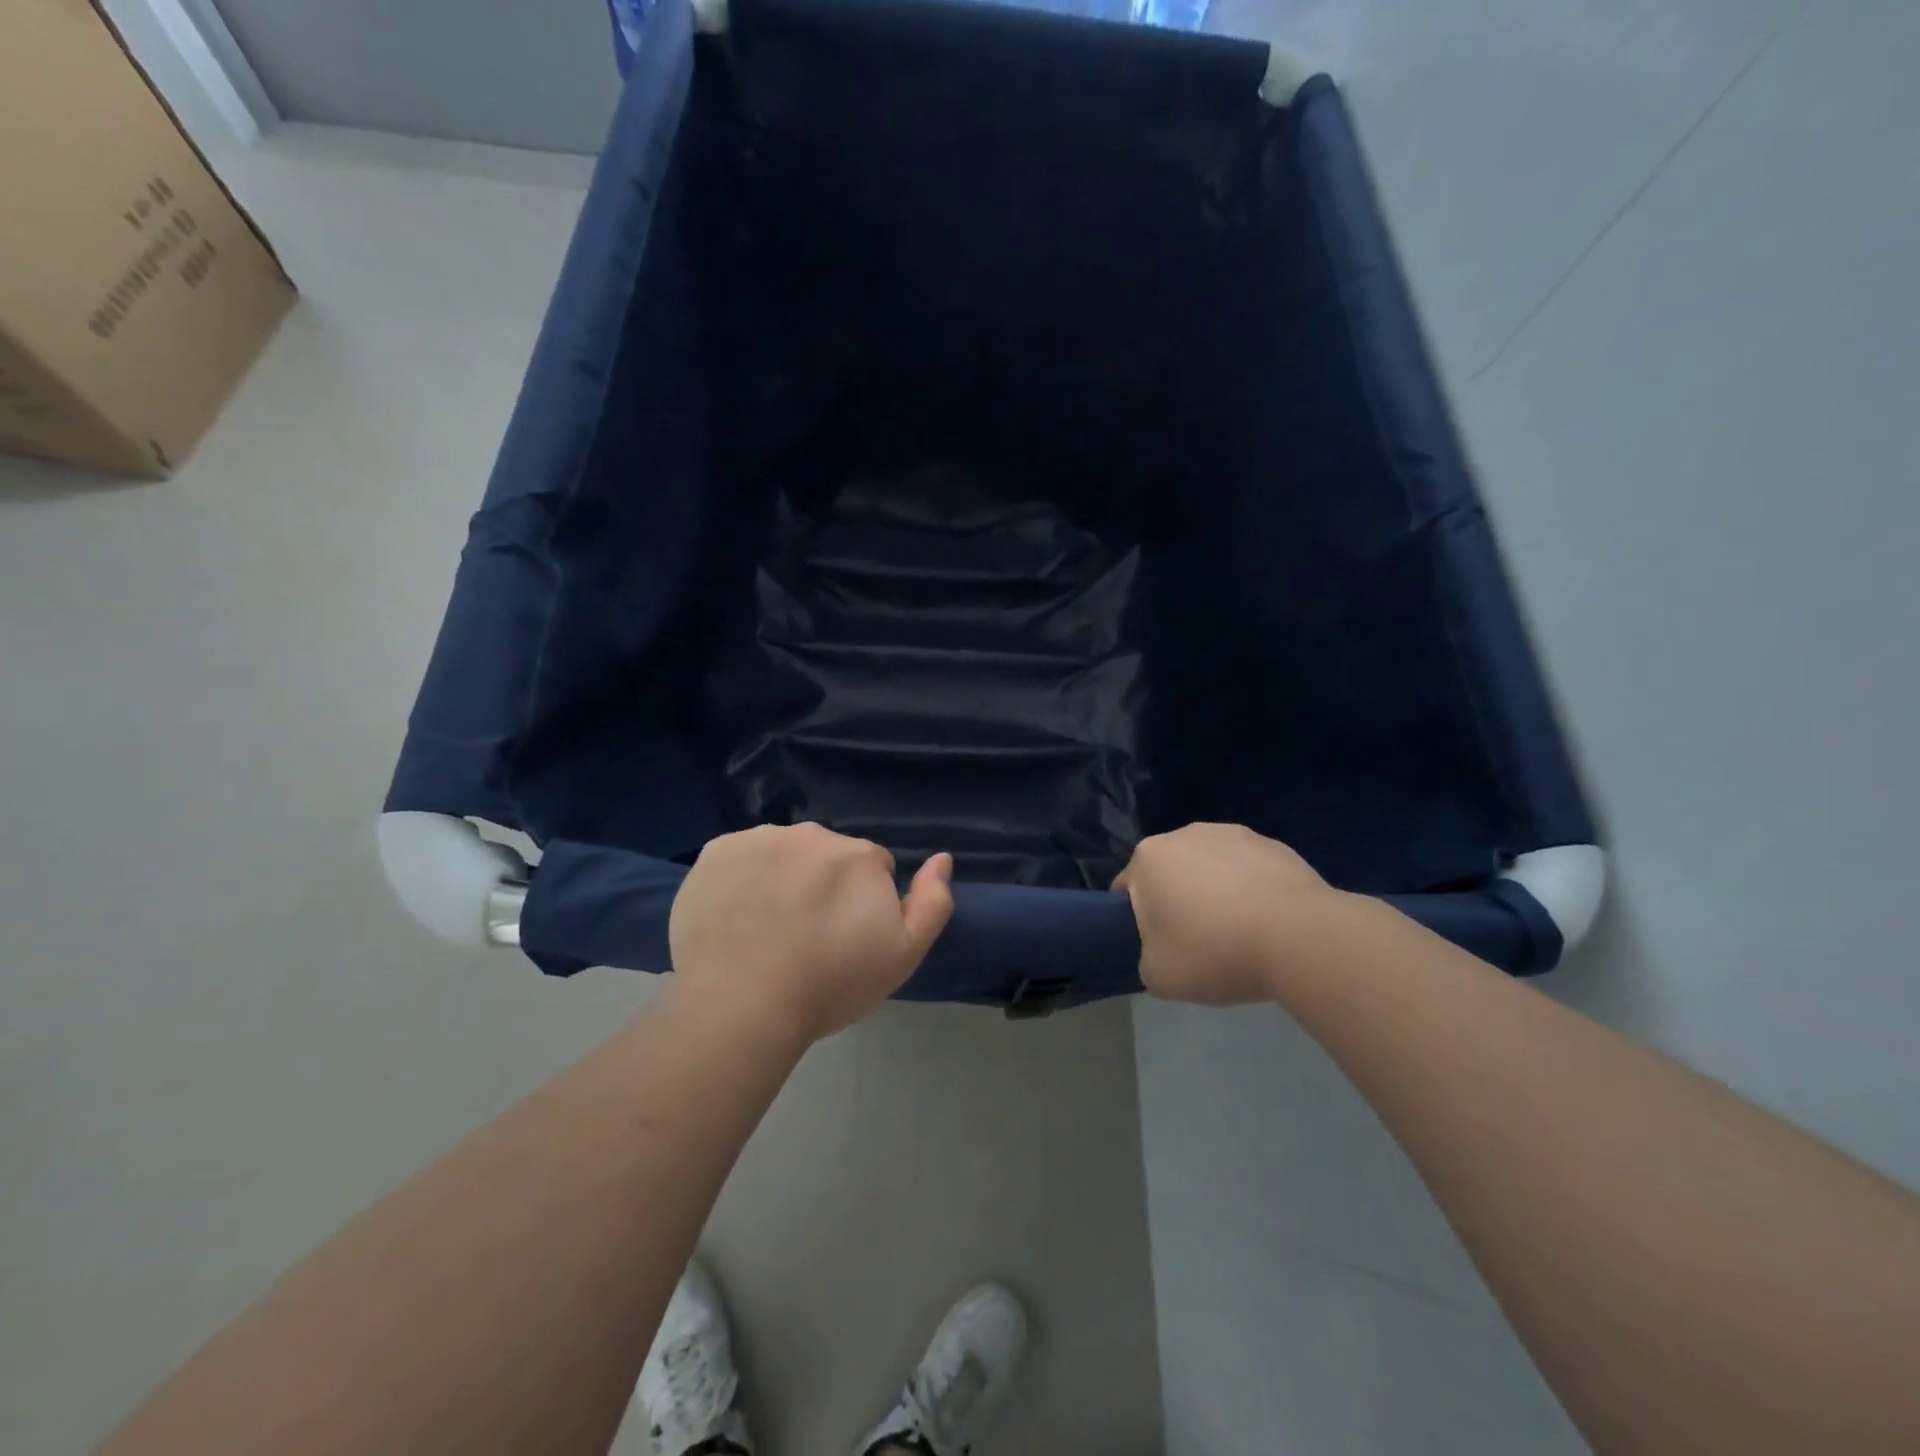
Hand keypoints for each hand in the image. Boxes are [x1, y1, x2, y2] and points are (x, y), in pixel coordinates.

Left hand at [668, 824, 954, 1043]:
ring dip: (783, 877)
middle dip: (824, 885)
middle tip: (807, 937)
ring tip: (767, 930)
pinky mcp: (714, 852)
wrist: (741, 1005)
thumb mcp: (904, 954)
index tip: (846, 939)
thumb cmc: (831, 984)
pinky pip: (739, 858)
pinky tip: (734, 917)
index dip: (864, 904)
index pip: (872, 868)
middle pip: (826, 856)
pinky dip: (741, 878)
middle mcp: (811, 834)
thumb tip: (942, 858)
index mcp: (858, 855)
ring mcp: (759, 839)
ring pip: (782, 853)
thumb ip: (933, 902)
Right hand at [1114, 823, 1340, 1005]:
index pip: (1127, 889)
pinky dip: (1251, 891)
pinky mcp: (1274, 844)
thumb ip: (1146, 960)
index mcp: (1148, 857)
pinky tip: (1268, 924)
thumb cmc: (1216, 951)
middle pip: (1170, 873)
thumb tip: (1161, 952)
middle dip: (1178, 901)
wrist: (1301, 938)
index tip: (1158, 947)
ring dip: (1215, 893)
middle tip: (1197, 944)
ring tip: (1239, 934)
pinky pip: (1249, 871)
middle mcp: (1185, 834)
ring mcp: (1232, 833)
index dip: (1136, 921)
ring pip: (1210, 868)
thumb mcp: (1158, 976)